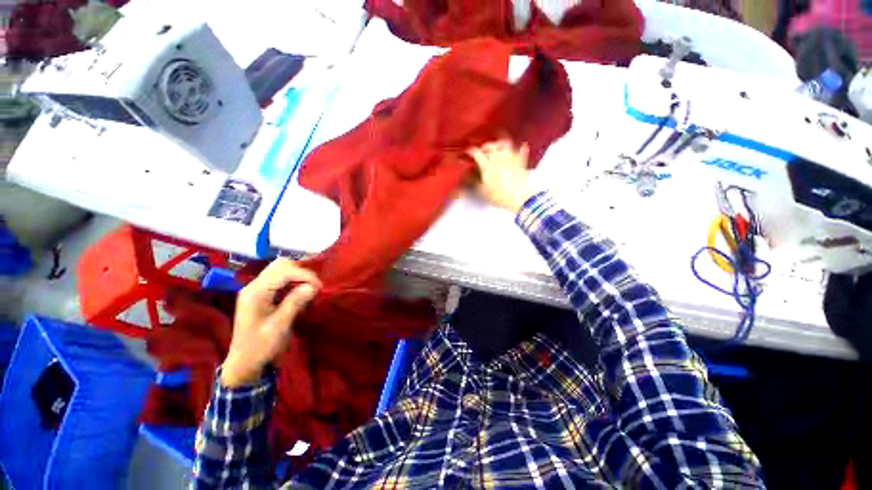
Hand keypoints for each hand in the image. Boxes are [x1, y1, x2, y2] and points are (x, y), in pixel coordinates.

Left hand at [221, 259, 320, 387]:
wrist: (244, 363)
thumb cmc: (261, 346)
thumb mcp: (280, 326)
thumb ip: (295, 302)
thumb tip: (313, 286)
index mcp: (255, 293)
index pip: (283, 271)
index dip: (304, 275)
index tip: (319, 287)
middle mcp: (254, 286)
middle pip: (280, 265)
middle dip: (301, 271)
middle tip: (314, 285)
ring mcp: (256, 289)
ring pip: (280, 269)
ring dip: (298, 275)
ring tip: (310, 287)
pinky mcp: (261, 294)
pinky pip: (280, 279)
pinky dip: (293, 281)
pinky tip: (301, 291)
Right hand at [467, 139, 533, 212]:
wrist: (518, 199)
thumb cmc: (499, 196)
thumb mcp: (482, 191)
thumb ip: (474, 181)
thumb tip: (468, 175)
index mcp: (487, 166)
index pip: (477, 154)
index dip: (471, 151)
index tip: (468, 152)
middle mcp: (498, 159)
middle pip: (490, 146)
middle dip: (485, 146)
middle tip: (482, 150)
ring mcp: (510, 159)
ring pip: (505, 144)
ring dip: (499, 143)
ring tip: (497, 146)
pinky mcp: (520, 162)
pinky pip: (520, 150)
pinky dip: (519, 147)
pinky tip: (519, 146)